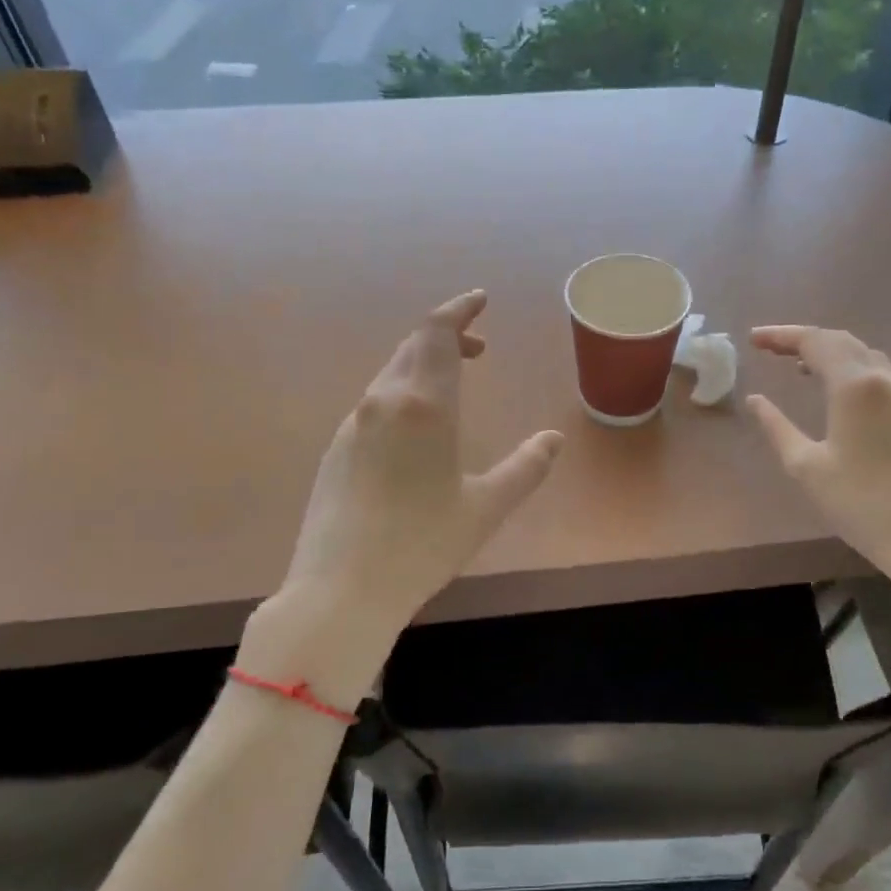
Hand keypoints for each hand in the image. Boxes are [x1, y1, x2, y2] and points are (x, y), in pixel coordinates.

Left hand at [282, 291, 563, 638]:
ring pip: (390, 375)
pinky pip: (375, 404)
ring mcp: (352, 425)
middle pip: (412, 347)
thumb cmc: (422, 544)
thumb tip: (554, 438)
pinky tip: (415, 430)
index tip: (480, 300)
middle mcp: (383, 402)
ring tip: (452, 386)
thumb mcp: (487, 507)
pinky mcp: (336, 450)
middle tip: (477, 349)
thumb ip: (527, 467)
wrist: (340, 590)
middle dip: (446, 337)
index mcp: (423, 405)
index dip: (459, 309)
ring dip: (423, 366)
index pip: (437, 333)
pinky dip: (402, 395)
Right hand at [746, 326, 890, 581]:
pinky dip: (849, 368)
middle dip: (803, 339)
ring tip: (797, 365)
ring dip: (828, 352)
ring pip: (863, 354)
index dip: (781, 335)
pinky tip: (834, 388)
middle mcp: (884, 378)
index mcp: (855, 386)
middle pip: (841, 341)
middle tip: (769, 347)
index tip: (752, 340)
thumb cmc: (858, 502)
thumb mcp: (805, 465)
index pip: (814, 342)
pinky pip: (878, 373)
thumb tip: (756, 399)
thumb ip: (776, 426)